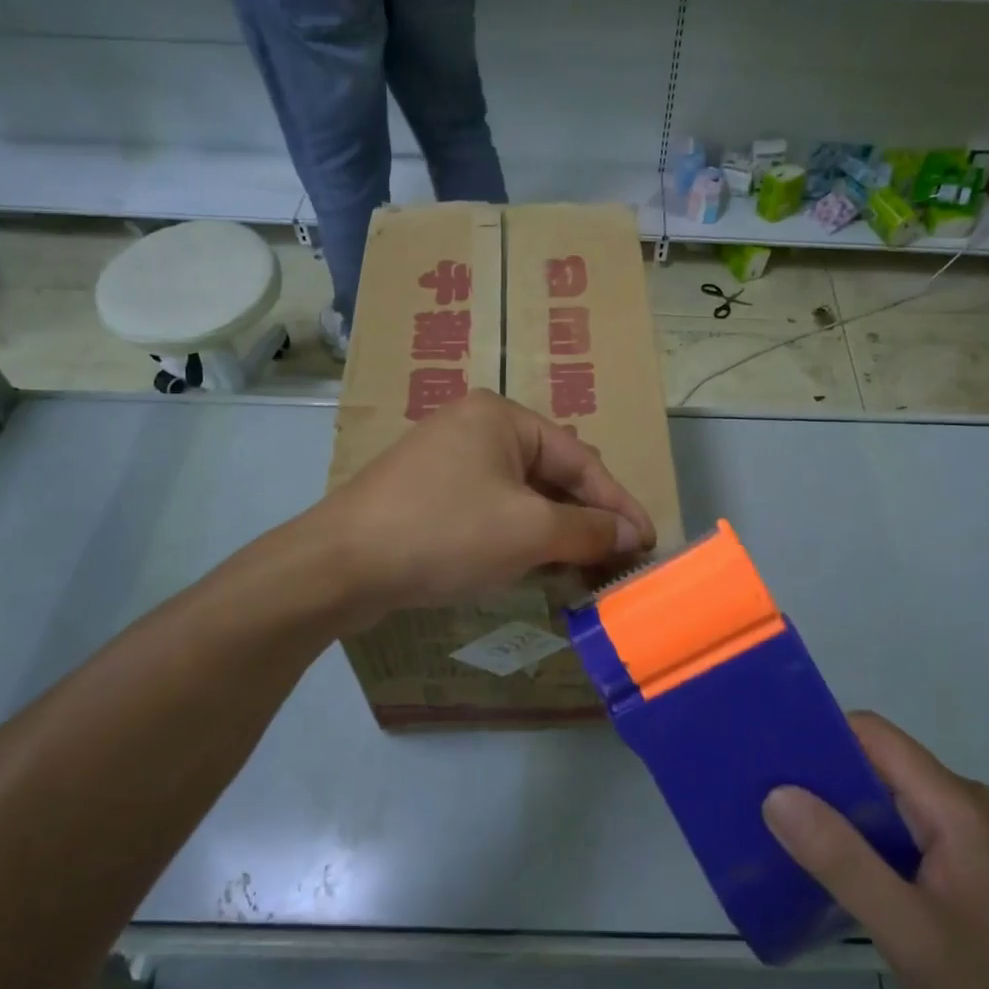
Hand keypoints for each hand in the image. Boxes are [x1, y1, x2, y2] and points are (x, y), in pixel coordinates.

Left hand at [316, 390, 656, 619]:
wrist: (340, 565)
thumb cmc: (446, 533)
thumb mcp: (529, 531)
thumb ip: (588, 529)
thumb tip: (633, 534)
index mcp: (502, 417)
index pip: (580, 460)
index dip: (619, 505)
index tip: (649, 542)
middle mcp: (475, 428)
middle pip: (551, 475)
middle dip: (587, 520)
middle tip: (618, 561)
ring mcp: (447, 461)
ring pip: (521, 496)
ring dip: (556, 533)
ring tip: (586, 571)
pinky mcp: (428, 495)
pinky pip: (491, 511)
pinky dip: (520, 538)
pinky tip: (538, 568)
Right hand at [763, 713, 988, 988]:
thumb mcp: (907, 929)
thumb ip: (841, 859)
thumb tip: (777, 795)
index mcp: (952, 803)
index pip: (872, 734)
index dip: (818, 735)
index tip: (769, 756)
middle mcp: (962, 803)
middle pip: (878, 762)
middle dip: (821, 776)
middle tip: (766, 799)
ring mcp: (969, 833)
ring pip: (890, 797)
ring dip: (842, 810)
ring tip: (790, 832)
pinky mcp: (970, 862)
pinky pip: (905, 827)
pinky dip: (868, 838)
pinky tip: (841, 869)